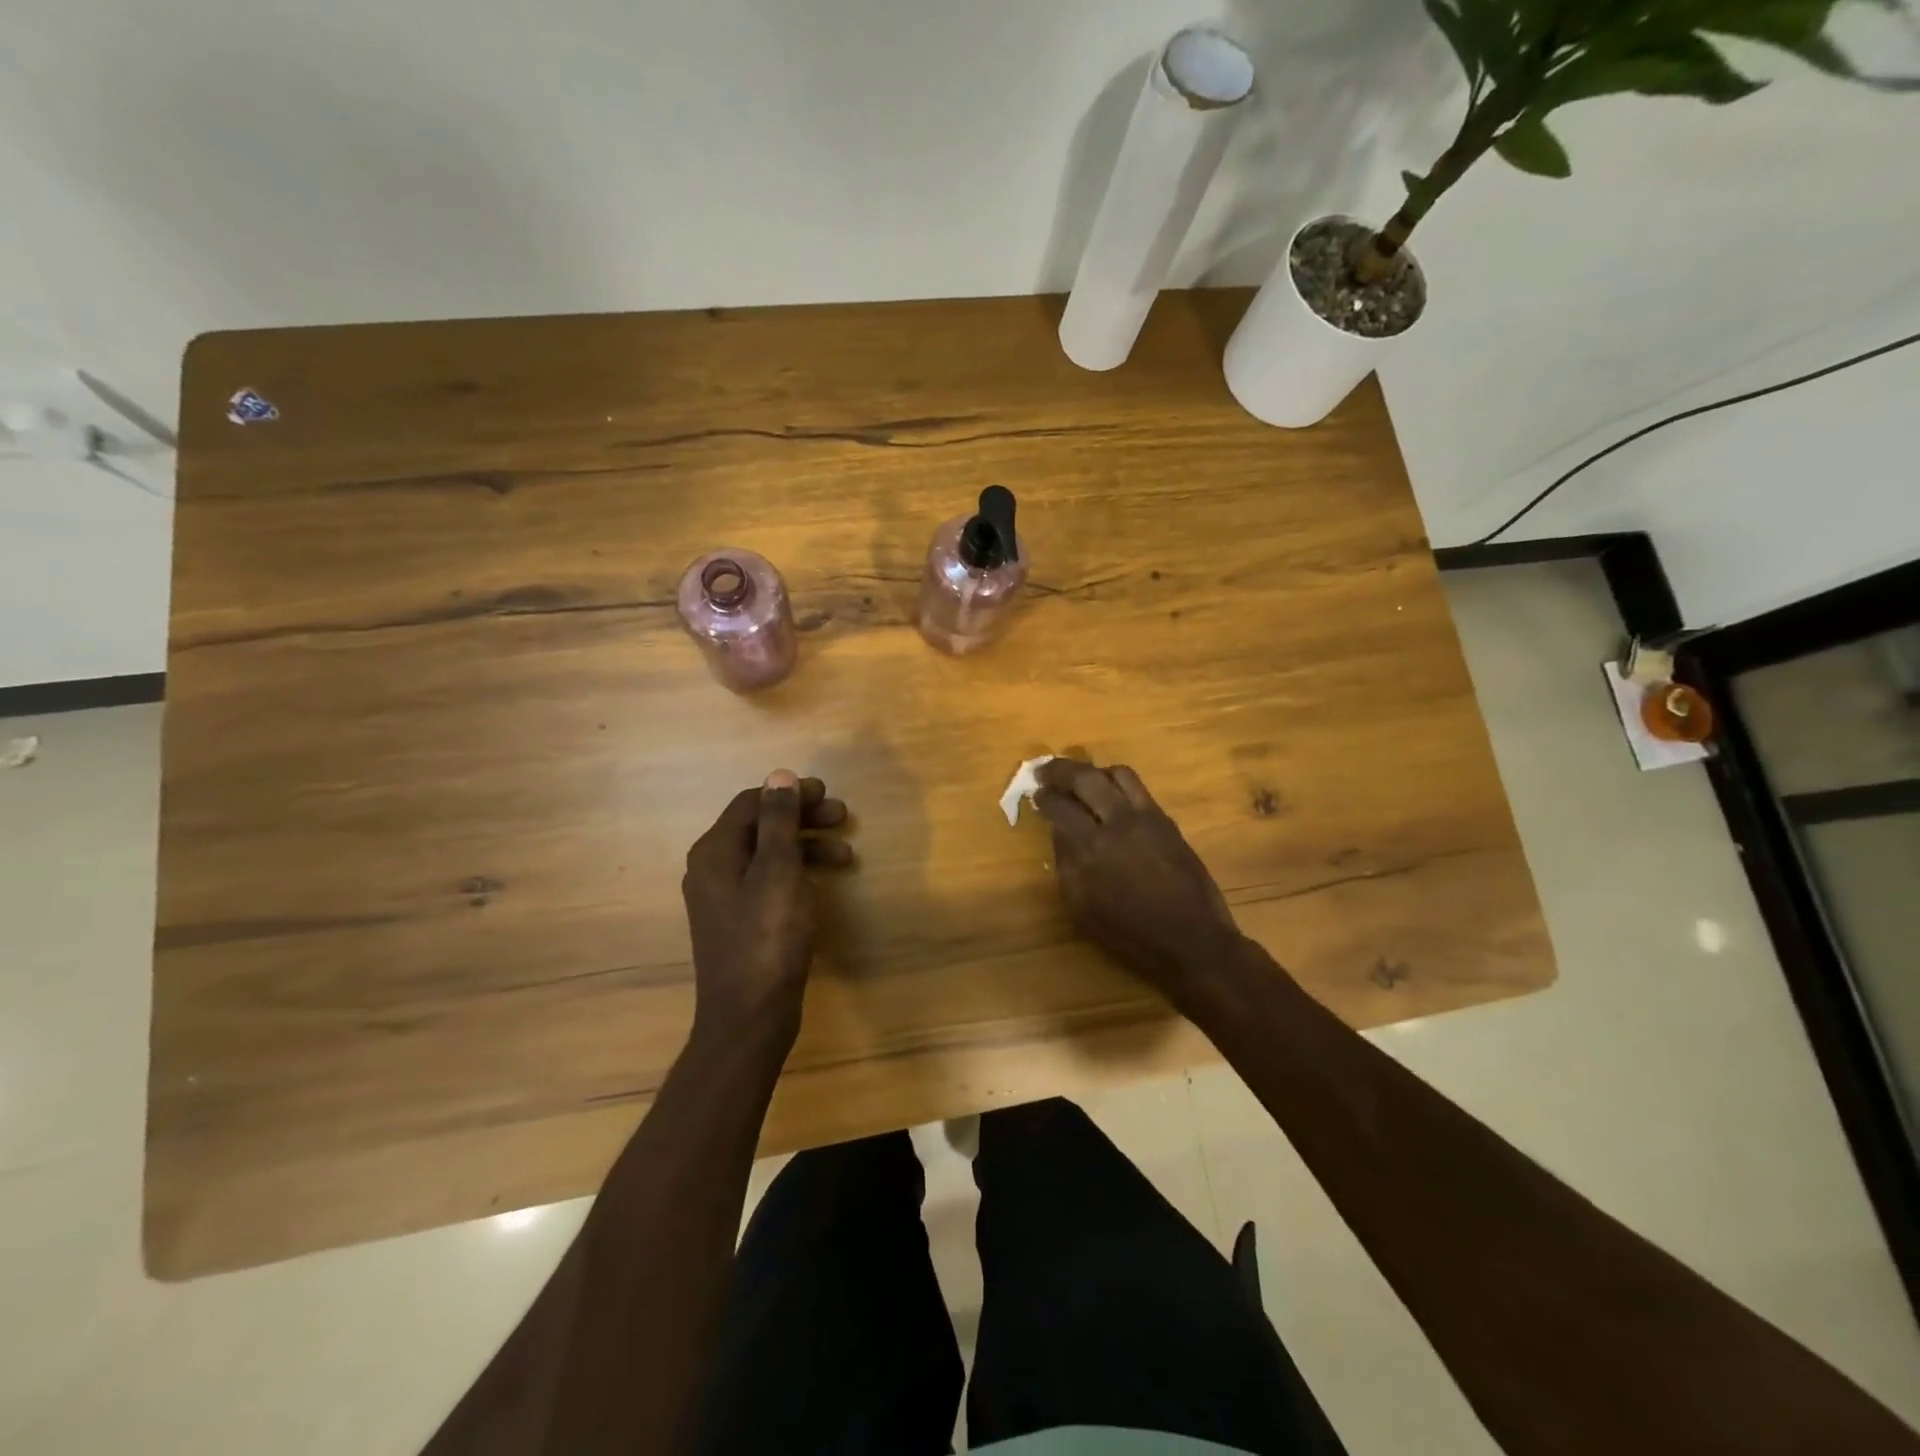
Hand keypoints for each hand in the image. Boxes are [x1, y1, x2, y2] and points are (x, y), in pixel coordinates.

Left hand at [682, 771, 851, 1051]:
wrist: (749, 1016)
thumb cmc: (767, 937)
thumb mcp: (778, 871)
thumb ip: (778, 821)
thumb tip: (779, 775)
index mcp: (715, 852)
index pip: (751, 803)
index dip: (790, 793)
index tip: (828, 794)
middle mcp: (713, 869)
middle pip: (760, 827)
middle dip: (802, 818)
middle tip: (842, 817)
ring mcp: (725, 898)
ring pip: (768, 856)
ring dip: (806, 847)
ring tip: (846, 856)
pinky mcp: (740, 922)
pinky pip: (769, 882)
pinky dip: (797, 874)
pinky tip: (822, 884)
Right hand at [1034, 759, 1242, 1005]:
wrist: (1192, 942)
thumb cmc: (1130, 935)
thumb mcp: (1083, 908)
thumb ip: (1066, 864)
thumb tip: (1059, 831)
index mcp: (1091, 848)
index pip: (1060, 807)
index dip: (1044, 798)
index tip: (1036, 794)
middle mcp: (1118, 822)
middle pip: (1085, 778)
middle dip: (1060, 770)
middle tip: (1045, 772)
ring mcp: (1146, 817)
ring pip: (1117, 774)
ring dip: (1093, 771)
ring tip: (1081, 779)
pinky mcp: (1167, 821)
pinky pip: (1138, 789)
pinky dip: (1117, 784)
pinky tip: (1110, 795)